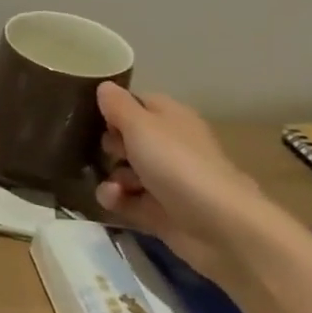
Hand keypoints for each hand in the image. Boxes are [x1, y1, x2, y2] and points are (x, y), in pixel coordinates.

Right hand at [94, 83, 267, 282]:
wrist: (219, 227)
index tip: (92, 115)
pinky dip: (116, 199)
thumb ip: (117, 105)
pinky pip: (126, 200)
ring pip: (122, 171)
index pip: (136, 103)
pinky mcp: (158, 211)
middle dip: (108, 145)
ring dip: (111, 176)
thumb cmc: (178, 164)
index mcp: (170, 118)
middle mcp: (169, 146)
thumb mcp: (140, 126)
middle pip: (126, 139)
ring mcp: (164, 180)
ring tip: (114, 185)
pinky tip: (115, 200)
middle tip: (107, 151)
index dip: (113, 108)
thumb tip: (104, 85)